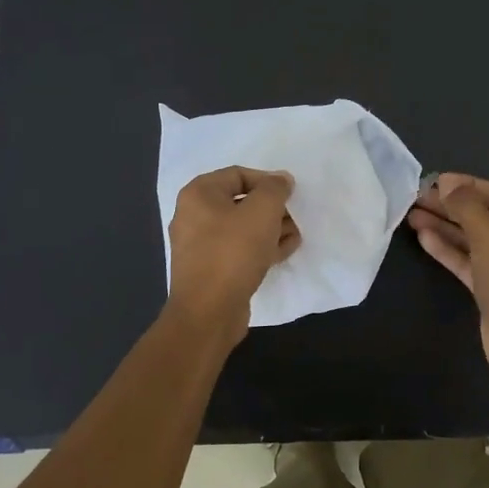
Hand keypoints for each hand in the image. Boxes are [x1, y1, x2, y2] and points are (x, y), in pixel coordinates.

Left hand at [166, 166, 299, 341]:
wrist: (208, 312)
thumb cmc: (233, 252)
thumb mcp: (262, 211)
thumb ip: (275, 189)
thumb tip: (281, 180)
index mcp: (199, 194)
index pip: (238, 175)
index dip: (268, 181)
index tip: (291, 194)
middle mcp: (194, 215)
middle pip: (241, 202)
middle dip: (272, 208)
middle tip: (295, 217)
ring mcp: (200, 245)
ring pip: (242, 228)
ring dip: (270, 229)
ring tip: (295, 235)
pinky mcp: (210, 269)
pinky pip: (238, 250)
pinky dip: (260, 248)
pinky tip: (284, 251)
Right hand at [407, 173, 488, 383]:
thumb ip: (466, 205)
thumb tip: (448, 183)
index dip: (467, 185)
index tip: (436, 182)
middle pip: (482, 215)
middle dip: (450, 206)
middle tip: (417, 198)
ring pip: (471, 238)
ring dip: (443, 226)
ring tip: (412, 215)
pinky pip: (467, 260)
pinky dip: (447, 248)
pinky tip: (423, 237)